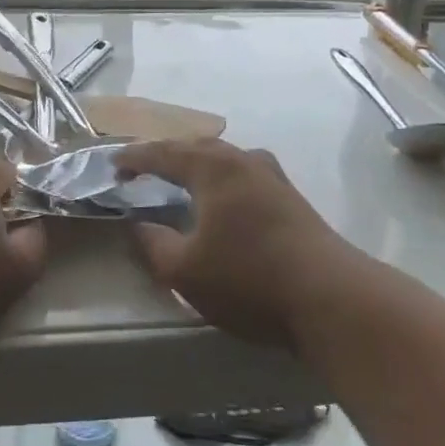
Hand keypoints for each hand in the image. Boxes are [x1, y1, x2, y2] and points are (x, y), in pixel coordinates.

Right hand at [115, 139, 344, 347]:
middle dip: (167, 155)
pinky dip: (221, 179)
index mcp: (212, 167)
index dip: (135, 158)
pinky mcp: (292, 198)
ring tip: (181, 180)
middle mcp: (242, 160)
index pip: (163, 153)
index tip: (113, 166)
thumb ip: (154, 244)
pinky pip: (244, 174)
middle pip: (196, 147)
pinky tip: (223, 201)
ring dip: (197, 165)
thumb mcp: (185, 271)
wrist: (332, 298)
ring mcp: (272, 177)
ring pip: (225, 159)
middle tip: (143, 169)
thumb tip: (138, 226)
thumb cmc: (249, 279)